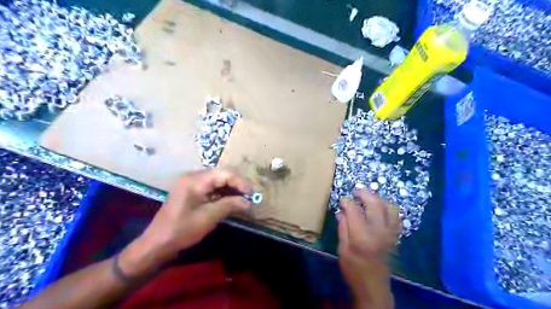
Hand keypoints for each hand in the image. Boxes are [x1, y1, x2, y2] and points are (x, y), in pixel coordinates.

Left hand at [119, 168, 252, 274]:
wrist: (157, 244)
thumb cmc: (182, 230)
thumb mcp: (208, 217)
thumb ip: (230, 205)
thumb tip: (249, 202)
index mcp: (196, 180)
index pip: (225, 173)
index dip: (241, 182)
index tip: (252, 195)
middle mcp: (194, 176)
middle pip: (222, 174)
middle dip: (238, 184)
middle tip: (250, 197)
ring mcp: (192, 183)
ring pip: (218, 180)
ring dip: (232, 189)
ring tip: (243, 199)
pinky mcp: (192, 191)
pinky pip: (212, 187)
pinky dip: (223, 193)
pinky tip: (231, 201)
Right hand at [338, 190, 398, 307]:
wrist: (374, 286)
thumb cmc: (354, 269)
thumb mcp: (342, 248)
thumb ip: (343, 227)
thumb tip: (343, 210)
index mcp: (362, 236)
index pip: (354, 210)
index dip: (347, 202)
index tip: (342, 200)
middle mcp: (378, 231)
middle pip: (374, 203)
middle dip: (364, 193)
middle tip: (356, 191)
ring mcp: (390, 233)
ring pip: (389, 206)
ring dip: (378, 198)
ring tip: (368, 198)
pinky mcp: (395, 236)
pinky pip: (396, 216)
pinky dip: (388, 208)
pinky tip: (379, 209)